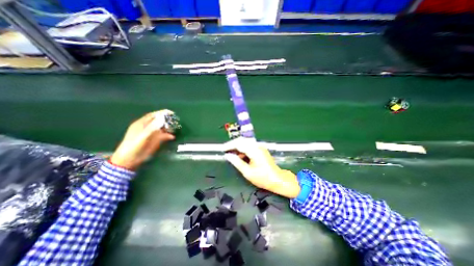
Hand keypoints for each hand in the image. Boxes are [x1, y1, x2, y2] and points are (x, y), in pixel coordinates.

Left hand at [109, 110, 175, 170]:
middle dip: (167, 120)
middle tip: (175, 120)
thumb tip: (162, 118)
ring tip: (176, 128)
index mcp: (142, 124)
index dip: (162, 113)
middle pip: (159, 121)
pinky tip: (172, 137)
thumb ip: (152, 127)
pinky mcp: (155, 141)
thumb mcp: (142, 136)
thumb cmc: (134, 146)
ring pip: (162, 128)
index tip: (171, 112)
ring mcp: (152, 134)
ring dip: (169, 128)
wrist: (130, 159)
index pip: (153, 115)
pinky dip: (168, 136)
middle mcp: (148, 128)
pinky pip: (164, 136)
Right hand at [224, 137, 299, 197]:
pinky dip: (243, 150)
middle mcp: (257, 145)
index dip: (229, 145)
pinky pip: (249, 146)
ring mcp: (260, 147)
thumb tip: (228, 156)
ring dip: (237, 147)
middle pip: (242, 141)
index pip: (239, 144)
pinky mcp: (261, 149)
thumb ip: (237, 162)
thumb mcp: (247, 172)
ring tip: (231, 154)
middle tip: (225, 150)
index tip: (222, 149)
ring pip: (245, 143)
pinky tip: (239, 156)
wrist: (277, 179)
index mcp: (254, 150)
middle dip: (232, 145)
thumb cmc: (263, 178)